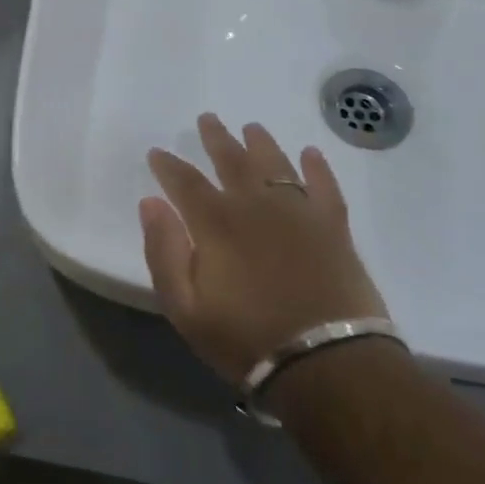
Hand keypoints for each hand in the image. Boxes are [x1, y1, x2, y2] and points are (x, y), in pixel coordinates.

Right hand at [140, 114, 389, 383]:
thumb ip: (163, 252)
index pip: (184, 181)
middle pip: (232, 160)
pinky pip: (324, 186)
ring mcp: (299, 212)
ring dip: (261, 143)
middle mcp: (256, 205)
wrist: (328, 364)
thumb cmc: (246, 339)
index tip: (157, 153)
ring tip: (251, 128)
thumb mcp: (185, 308)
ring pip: (276, 164)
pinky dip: (317, 167)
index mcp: (216, 222)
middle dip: (215, 138)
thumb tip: (150, 203)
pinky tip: (310, 154)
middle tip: (207, 119)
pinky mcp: (334, 227)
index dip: (167, 165)